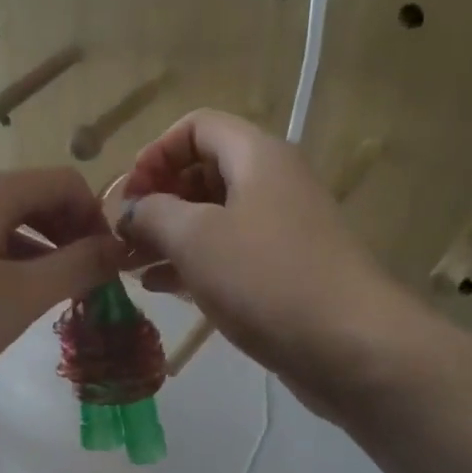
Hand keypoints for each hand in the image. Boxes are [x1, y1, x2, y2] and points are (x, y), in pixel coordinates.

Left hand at [0, 167, 129, 403]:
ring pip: (6, 229)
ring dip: (42, 256)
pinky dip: (9, 269)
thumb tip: (119, 247)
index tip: (111, 265)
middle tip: (89, 284)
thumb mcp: (21, 295)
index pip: (65, 182)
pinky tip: (11, 306)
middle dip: (71, 237)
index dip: (97, 219)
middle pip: (35, 201)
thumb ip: (77, 267)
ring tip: (57, 300)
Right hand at [117, 110, 394, 406]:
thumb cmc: (266, 278)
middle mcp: (271, 184)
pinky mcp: (281, 273)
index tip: (127, 196)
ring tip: (131, 266)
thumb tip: (131, 211)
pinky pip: (228, 256)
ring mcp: (279, 231)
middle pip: (203, 173)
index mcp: (256, 156)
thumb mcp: (196, 238)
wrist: (348, 345)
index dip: (154, 153)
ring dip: (169, 237)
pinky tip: (160, 288)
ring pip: (213, 219)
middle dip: (157, 200)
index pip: (196, 127)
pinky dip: (193, 265)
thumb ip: (153, 214)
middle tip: (122, 238)